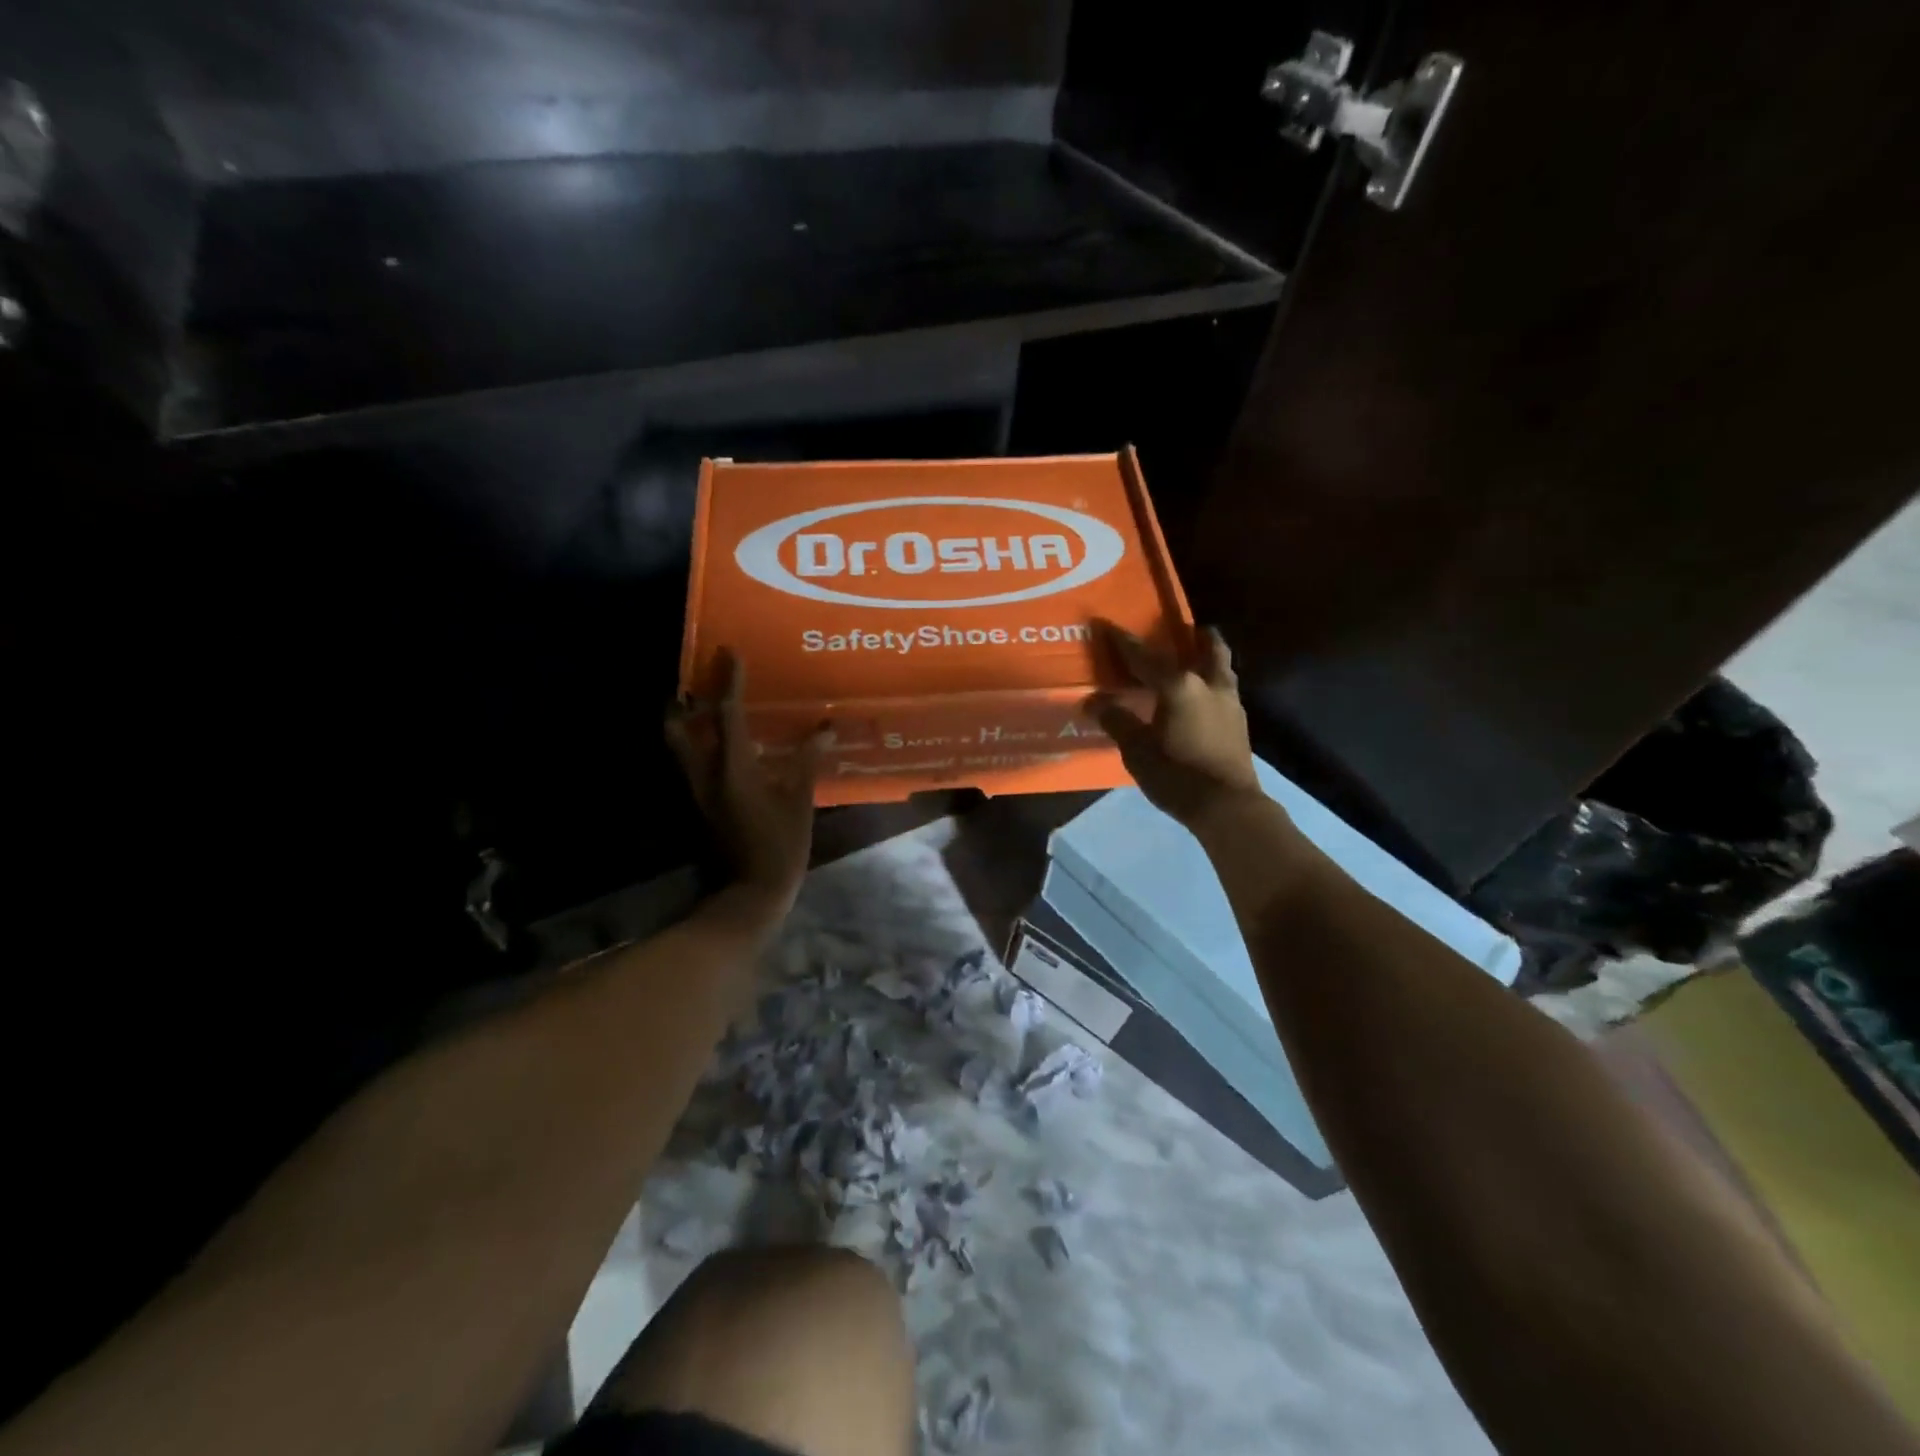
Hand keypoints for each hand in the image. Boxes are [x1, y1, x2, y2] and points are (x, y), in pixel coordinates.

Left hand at [665, 649, 828, 914]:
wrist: (750, 892)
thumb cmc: (779, 845)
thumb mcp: (799, 801)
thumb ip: (808, 761)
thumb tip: (825, 728)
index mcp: (733, 768)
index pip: (728, 714)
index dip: (730, 682)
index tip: (730, 653)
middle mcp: (706, 774)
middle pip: (680, 728)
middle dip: (685, 702)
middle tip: (700, 682)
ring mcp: (698, 791)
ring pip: (681, 747)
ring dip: (689, 723)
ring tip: (707, 707)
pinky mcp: (700, 805)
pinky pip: (693, 763)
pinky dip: (700, 745)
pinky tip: (724, 745)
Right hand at [1086, 621, 1262, 828]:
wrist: (1228, 807)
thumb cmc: (1177, 775)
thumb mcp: (1137, 750)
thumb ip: (1117, 720)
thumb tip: (1094, 701)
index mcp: (1179, 686)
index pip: (1145, 657)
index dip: (1124, 642)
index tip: (1108, 625)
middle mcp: (1208, 684)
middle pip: (1207, 648)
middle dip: (1195, 636)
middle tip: (1184, 630)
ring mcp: (1230, 702)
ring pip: (1222, 667)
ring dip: (1210, 656)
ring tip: (1197, 658)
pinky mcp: (1240, 723)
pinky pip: (1225, 688)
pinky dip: (1213, 682)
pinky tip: (1203, 696)